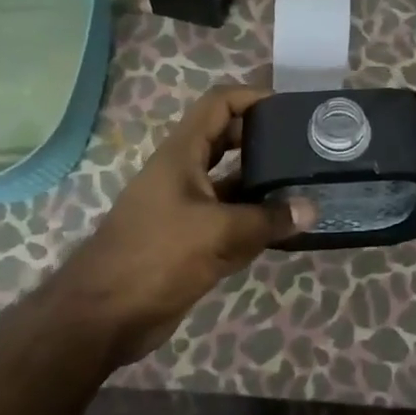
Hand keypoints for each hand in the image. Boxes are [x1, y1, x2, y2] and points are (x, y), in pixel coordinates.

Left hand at [46, 87, 314, 367]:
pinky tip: (285, 226)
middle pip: (227, 139)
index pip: (219, 104)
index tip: (289, 108)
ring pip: (231, 181)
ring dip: (262, 182)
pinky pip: (229, 217)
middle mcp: (184, 172)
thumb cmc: (157, 256)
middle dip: (263, 138)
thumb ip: (267, 220)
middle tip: (304, 145)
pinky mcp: (190, 238)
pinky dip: (254, 218)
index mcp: (182, 153)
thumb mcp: (218, 233)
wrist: (103, 317)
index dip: (252, 97)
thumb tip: (312, 209)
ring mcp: (186, 206)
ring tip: (304, 182)